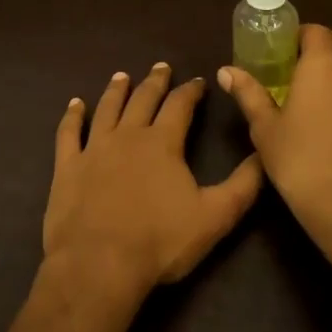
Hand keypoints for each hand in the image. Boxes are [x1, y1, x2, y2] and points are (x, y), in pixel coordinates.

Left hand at [44, 63, 263, 298]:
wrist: (98, 264)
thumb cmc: (159, 241)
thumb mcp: (215, 217)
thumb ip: (243, 185)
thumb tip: (263, 154)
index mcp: (163, 143)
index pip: (180, 106)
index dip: (190, 91)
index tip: (198, 81)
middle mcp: (128, 135)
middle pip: (143, 99)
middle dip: (155, 81)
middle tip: (161, 67)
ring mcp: (94, 148)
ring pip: (107, 108)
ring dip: (116, 90)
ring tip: (122, 76)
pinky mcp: (67, 166)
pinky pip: (69, 133)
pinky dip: (72, 116)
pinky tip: (75, 104)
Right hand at [219, 24, 331, 229]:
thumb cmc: (299, 160)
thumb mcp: (265, 127)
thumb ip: (248, 94)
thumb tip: (226, 71)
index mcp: (322, 65)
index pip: (315, 31)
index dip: (298, 35)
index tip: (279, 50)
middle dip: (323, 43)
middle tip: (296, 63)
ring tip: (309, 87)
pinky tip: (327, 112)